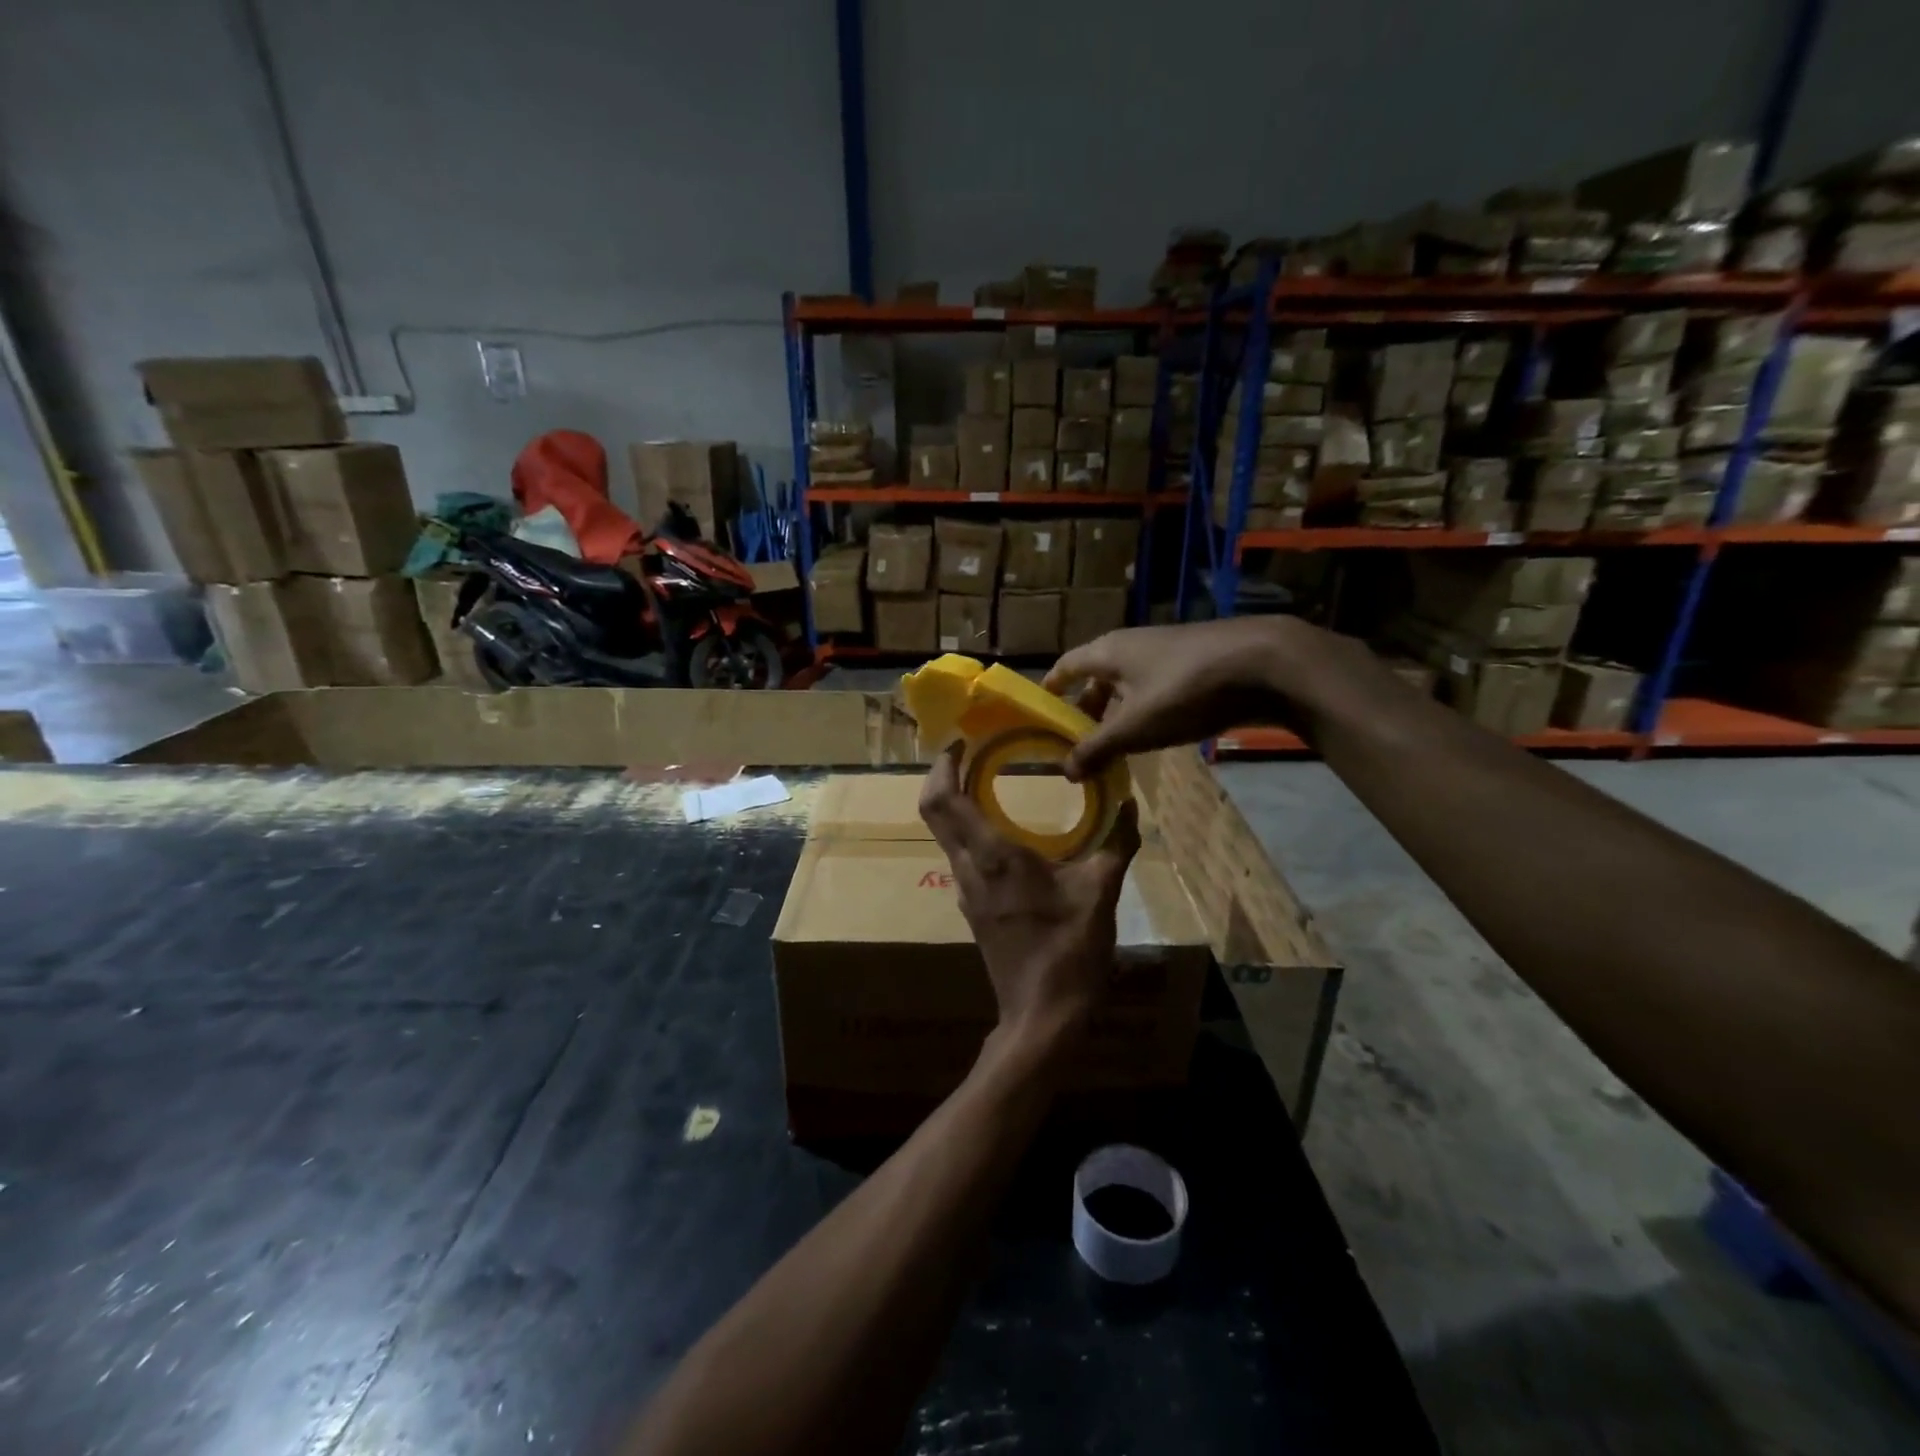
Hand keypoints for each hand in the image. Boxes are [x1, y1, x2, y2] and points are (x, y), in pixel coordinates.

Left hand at [918, 745, 1139, 1045]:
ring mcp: (966, 892)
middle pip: (934, 812)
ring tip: (984, 781)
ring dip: (955, 804)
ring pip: (945, 836)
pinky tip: (1001, 832)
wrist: (1043, 1017)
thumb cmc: (1070, 951)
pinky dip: (969, 831)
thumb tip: (1130, 805)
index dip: (942, 765)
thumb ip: (1117, 843)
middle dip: (943, 776)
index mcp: (994, 856)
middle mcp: (968, 869)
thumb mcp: (1101, 893)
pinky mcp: (973, 910)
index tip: (958, 741)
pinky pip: (960, 857)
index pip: (944, 800)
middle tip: (968, 752)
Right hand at [1044, 618, 1301, 779]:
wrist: (1265, 664)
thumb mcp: (1134, 728)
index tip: (1039, 710)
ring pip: (1128, 683)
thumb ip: (1097, 749)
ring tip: (1112, 744)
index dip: (1051, 687)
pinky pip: (1155, 687)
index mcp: (1108, 652)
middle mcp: (1132, 645)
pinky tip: (1154, 733)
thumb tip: (1065, 771)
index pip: (1066, 665)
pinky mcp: (1195, 663)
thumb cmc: (1185, 691)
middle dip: (1085, 707)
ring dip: (1116, 711)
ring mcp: (1166, 652)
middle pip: (1097, 676)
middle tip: (1076, 741)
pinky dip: (1145, 709)